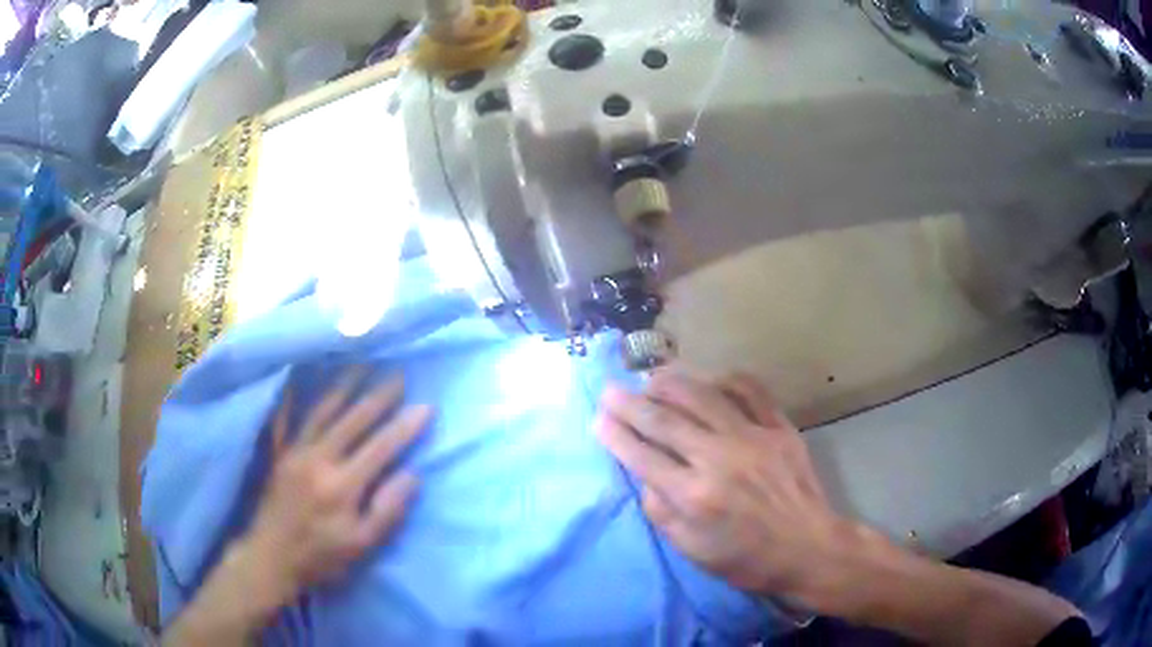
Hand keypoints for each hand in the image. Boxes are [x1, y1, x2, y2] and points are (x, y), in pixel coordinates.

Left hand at [239, 369, 428, 605]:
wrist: (270, 557)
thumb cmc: (321, 557)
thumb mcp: (362, 545)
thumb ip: (387, 510)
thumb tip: (412, 474)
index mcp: (342, 484)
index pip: (380, 447)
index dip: (405, 426)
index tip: (426, 406)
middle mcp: (318, 458)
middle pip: (353, 419)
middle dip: (379, 395)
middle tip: (399, 372)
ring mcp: (295, 451)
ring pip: (322, 409)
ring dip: (344, 384)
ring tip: (362, 361)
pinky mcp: (279, 452)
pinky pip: (286, 416)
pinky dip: (294, 394)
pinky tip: (299, 375)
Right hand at [595, 371, 864, 605]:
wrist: (809, 548)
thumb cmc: (747, 558)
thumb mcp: (693, 551)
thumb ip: (661, 513)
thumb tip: (643, 475)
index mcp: (694, 495)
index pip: (642, 455)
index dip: (615, 434)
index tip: (598, 418)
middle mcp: (719, 459)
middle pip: (664, 420)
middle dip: (630, 403)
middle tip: (610, 390)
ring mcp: (752, 437)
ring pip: (702, 396)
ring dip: (671, 383)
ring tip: (651, 378)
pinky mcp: (779, 428)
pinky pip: (750, 390)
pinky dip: (727, 379)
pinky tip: (710, 380)